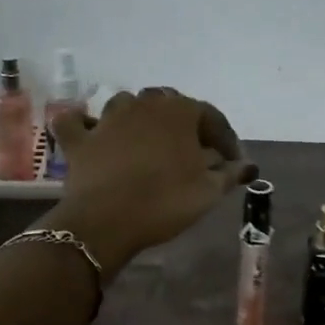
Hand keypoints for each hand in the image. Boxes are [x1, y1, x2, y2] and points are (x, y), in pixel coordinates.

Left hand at [46, 88, 255, 277]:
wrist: (108, 220)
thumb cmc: (166, 201)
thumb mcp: (209, 191)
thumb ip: (230, 173)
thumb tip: (247, 165)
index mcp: (180, 111)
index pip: (211, 117)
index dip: (226, 139)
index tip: (233, 162)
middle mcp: (144, 104)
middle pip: (169, 104)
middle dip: (185, 124)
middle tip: (195, 152)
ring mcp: (108, 119)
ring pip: (127, 105)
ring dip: (139, 118)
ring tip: (149, 142)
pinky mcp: (81, 139)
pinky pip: (77, 123)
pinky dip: (83, 124)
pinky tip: (91, 132)